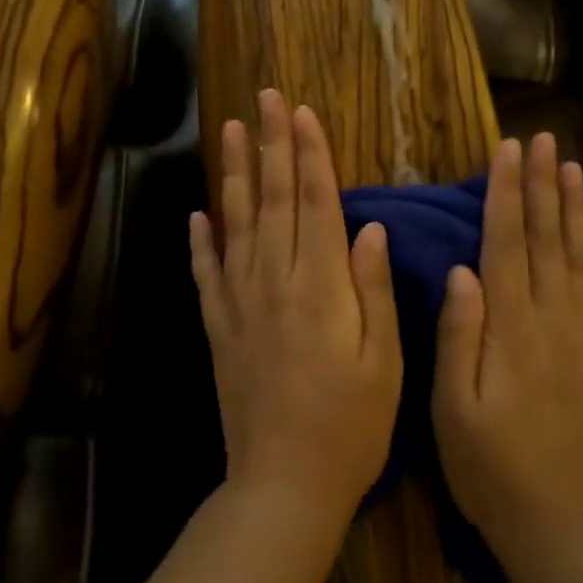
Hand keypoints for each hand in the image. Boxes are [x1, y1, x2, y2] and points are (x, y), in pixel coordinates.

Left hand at [190, 90, 403, 523]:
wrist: (284, 484)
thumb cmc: (351, 425)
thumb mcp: (385, 360)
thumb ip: (374, 288)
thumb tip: (370, 226)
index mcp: (320, 286)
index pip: (314, 202)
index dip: (309, 154)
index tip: (303, 111)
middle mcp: (274, 282)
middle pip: (271, 199)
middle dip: (271, 144)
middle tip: (265, 98)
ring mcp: (239, 303)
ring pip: (235, 223)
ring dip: (233, 174)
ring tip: (230, 131)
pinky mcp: (218, 328)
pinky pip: (206, 273)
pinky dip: (200, 240)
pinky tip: (197, 214)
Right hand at [432, 134, 582, 565]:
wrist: (560, 524)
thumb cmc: (489, 466)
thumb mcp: (452, 407)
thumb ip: (459, 335)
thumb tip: (463, 270)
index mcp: (513, 328)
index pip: (509, 243)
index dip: (508, 193)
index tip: (509, 150)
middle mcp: (555, 321)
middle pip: (549, 239)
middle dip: (543, 185)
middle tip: (544, 139)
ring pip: (580, 258)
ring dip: (574, 210)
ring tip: (571, 167)